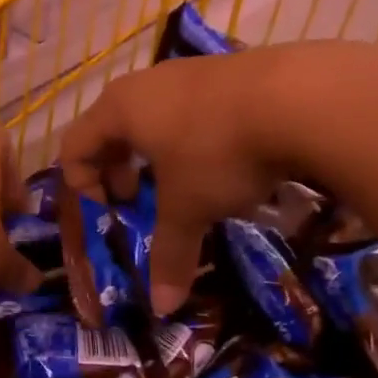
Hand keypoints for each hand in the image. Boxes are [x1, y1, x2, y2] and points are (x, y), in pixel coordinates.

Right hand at [59, 41, 377, 313]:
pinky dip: (192, 135)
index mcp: (120, 110)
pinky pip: (191, 106)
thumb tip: (163, 307)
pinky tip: (225, 158)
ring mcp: (190, 71)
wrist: (303, 96)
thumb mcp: (190, 209)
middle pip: (110, 125)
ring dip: (156, 150)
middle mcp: (146, 83)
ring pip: (154, 113)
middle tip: (137, 196)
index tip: (113, 211)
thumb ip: (170, 255)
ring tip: (184, 181)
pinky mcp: (230, 70)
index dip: (83, 184)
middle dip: (117, 167)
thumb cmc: (219, 153)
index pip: (75, 146)